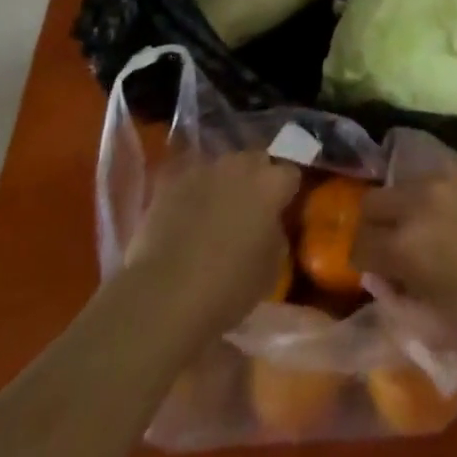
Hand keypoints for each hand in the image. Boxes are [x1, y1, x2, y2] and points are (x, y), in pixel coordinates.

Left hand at [121, 151, 299, 349]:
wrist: (166, 295)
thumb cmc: (229, 287)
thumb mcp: (272, 268)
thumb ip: (276, 234)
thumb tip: (269, 225)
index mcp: (272, 184)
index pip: (290, 174)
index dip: (285, 193)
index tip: (280, 212)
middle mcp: (241, 165)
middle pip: (256, 161)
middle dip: (255, 180)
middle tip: (248, 210)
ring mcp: (205, 168)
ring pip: (222, 167)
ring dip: (223, 183)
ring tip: (213, 211)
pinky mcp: (172, 179)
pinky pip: (189, 177)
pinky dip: (191, 191)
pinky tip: (185, 213)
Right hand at [352, 165, 456, 360]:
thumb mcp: (439, 331)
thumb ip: (399, 305)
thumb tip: (383, 281)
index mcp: (404, 246)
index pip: (359, 244)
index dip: (362, 263)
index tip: (378, 276)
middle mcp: (418, 201)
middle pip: (373, 202)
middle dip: (375, 226)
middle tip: (394, 250)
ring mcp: (448, 178)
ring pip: (407, 184)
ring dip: (407, 207)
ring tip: (431, 232)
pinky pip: (442, 178)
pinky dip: (439, 197)